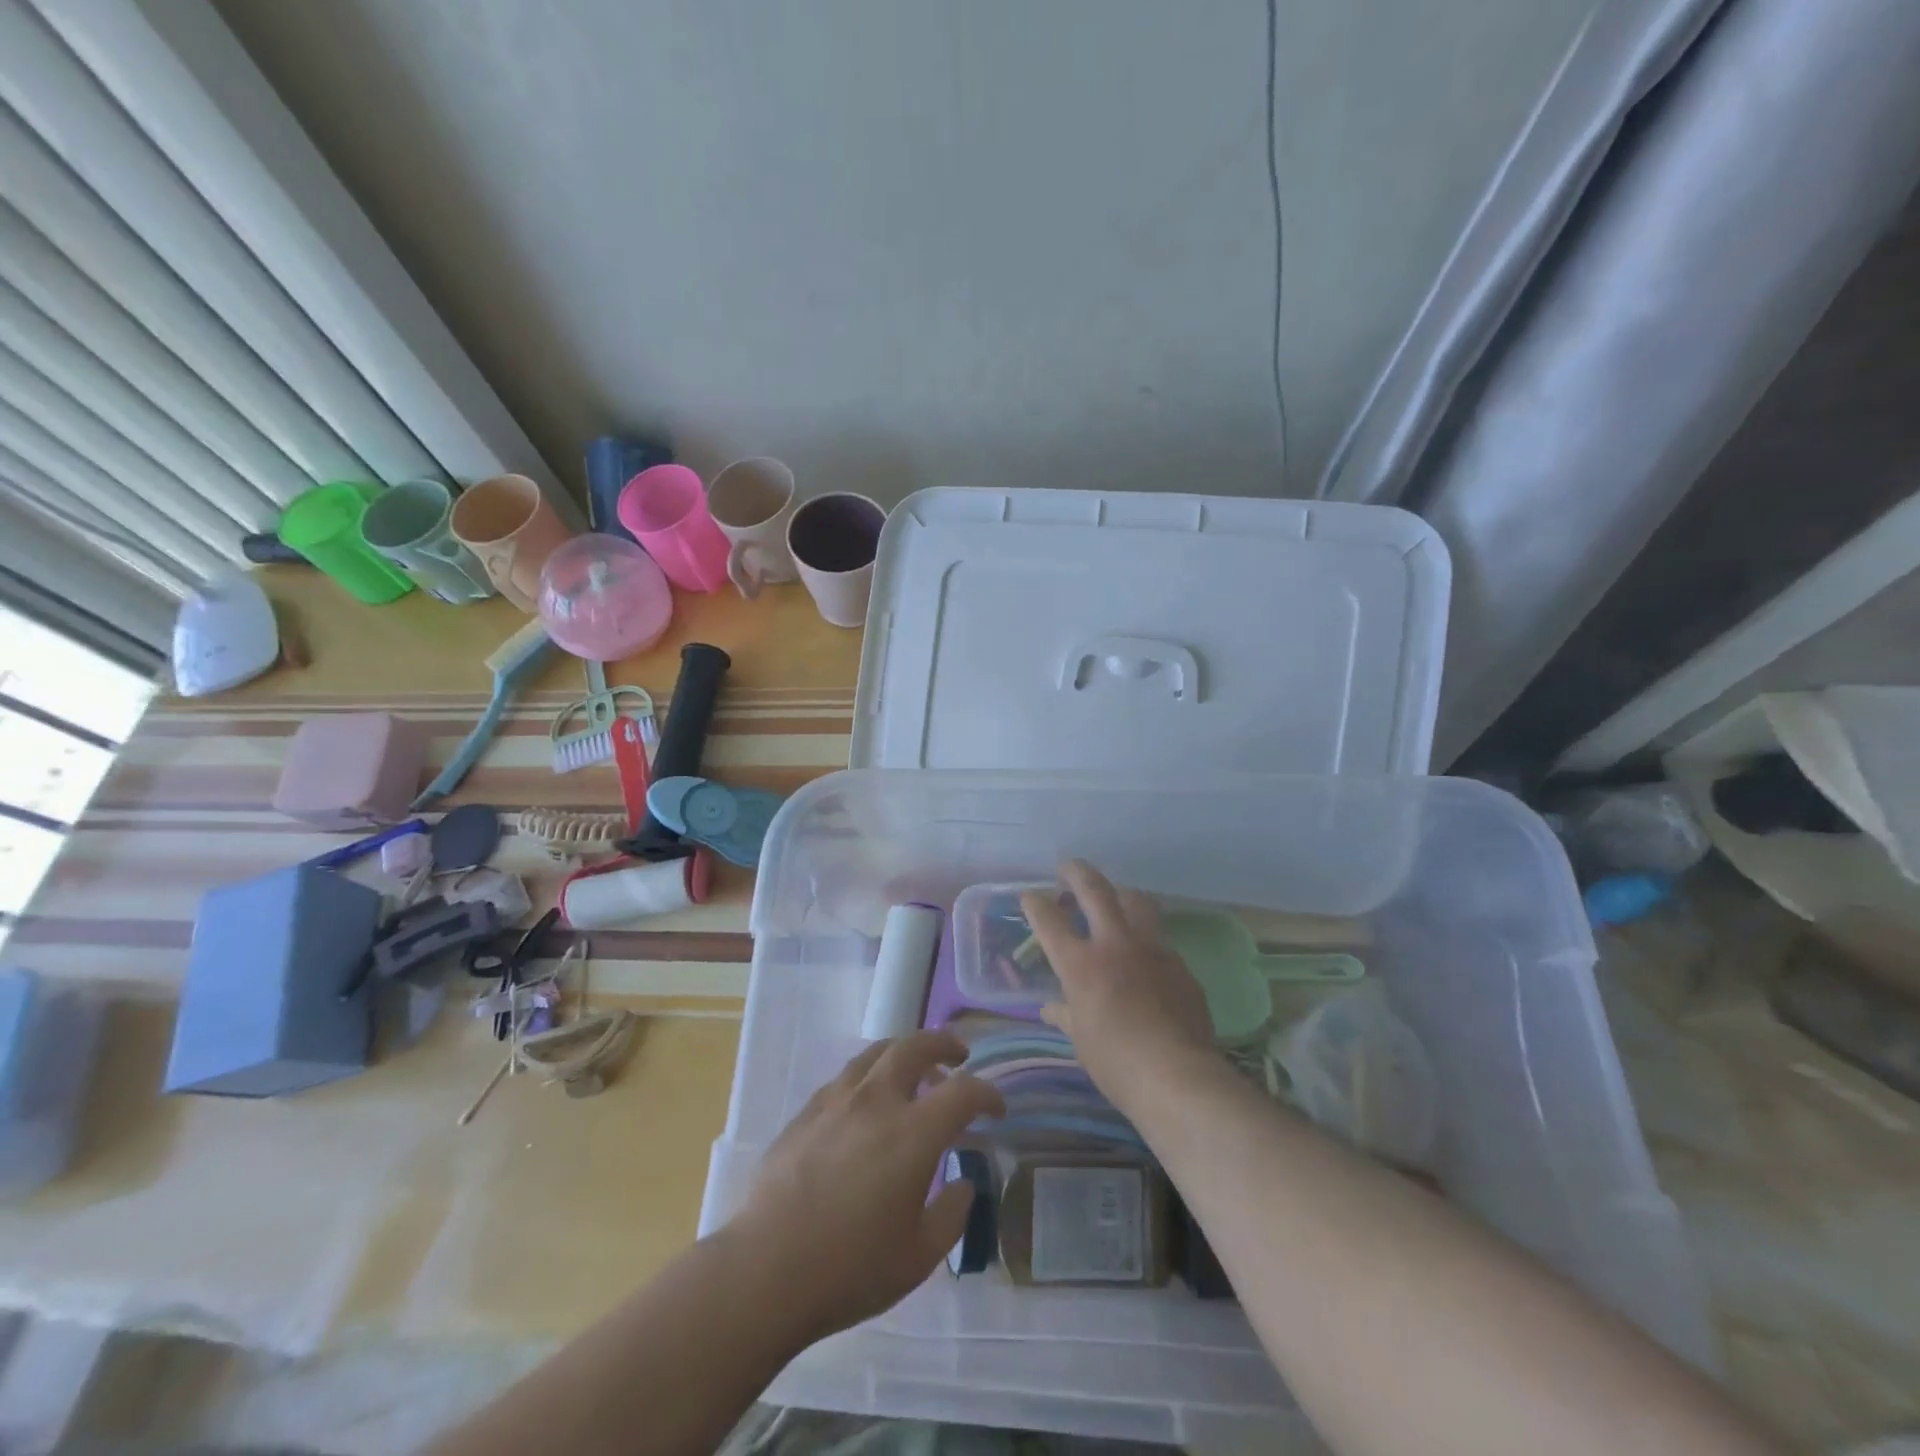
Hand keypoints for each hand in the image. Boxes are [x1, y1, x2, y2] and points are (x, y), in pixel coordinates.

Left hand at [730, 1031, 1004, 1343]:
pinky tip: (866, 1102)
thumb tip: (963, 1184)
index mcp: (913, 1133)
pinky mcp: (807, 1112)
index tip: (996, 1107)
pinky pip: (846, 1077)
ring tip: (914, 1068)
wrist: (765, 1269)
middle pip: (915, 1047)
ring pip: (876, 1053)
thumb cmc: (849, 1268)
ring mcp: (837, 1101)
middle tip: (959, 1055)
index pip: (963, 1093)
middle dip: (943, 1044)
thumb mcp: (918, 1257)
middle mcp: (877, 1101)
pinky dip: (869, 1076)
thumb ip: (951, 1214)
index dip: (987, 1094)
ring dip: (903, 1052)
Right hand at [1023, 860, 1216, 1111]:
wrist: (1178, 1076)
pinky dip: (1145, 933)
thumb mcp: (1081, 1040)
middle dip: (1077, 872)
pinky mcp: (1179, 963)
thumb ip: (1066, 1015)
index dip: (1035, 904)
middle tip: (1068, 867)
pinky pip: (1159, 936)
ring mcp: (1151, 948)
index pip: (1049, 921)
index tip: (1030, 896)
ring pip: (1136, 900)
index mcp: (1081, 964)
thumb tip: (1052, 1008)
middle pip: (1094, 890)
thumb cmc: (1116, 1063)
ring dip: (1119, 892)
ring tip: (1113, 896)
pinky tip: (1143, 950)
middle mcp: (1114, 944)